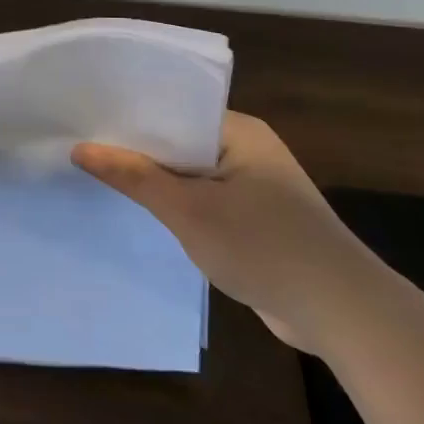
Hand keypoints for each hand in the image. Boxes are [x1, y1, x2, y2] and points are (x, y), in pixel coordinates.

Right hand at [73, 113, 382, 352]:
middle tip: (79, 147)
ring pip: (190, 174)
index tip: (83, 120)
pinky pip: (205, 200)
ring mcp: (255, 186)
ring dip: (155, 181)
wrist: (343, 315)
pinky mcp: (257, 220)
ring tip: (98, 176)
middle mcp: (248, 150)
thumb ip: (133, 176)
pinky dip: (177, 206)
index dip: (128, 115)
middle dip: (135, 149)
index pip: (173, 109)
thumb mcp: (188, 210)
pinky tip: (141, 212)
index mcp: (239, 131)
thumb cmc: (264, 247)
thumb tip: (80, 148)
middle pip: (178, 141)